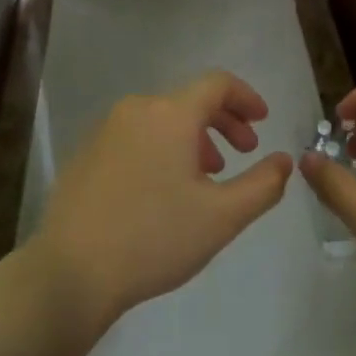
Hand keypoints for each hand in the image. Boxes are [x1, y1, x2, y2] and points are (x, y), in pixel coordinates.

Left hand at [27, 70, 292, 334]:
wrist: (71, 271)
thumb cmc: (154, 238)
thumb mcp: (222, 217)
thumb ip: (263, 185)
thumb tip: (284, 160)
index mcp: (170, 114)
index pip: (217, 84)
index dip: (246, 97)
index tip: (263, 121)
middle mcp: (136, 109)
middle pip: (190, 100)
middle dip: (224, 122)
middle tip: (245, 152)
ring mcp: (106, 129)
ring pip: (162, 120)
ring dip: (194, 138)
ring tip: (207, 177)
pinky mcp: (86, 153)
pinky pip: (137, 136)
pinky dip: (162, 149)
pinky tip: (164, 189)